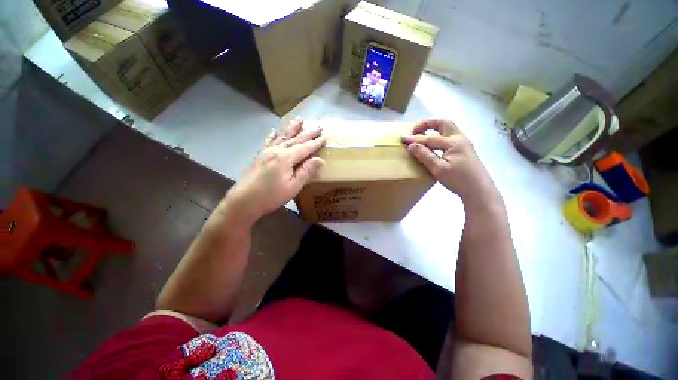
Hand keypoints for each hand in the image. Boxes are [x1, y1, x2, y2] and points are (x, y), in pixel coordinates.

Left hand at [224, 118, 324, 223]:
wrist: (244, 200)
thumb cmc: (271, 196)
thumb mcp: (293, 187)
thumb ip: (306, 172)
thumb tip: (319, 160)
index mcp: (286, 158)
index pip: (304, 148)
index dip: (315, 143)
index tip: (325, 136)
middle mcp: (276, 151)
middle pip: (295, 139)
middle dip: (307, 133)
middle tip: (318, 126)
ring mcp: (266, 152)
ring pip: (282, 137)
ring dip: (291, 128)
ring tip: (299, 119)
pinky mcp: (259, 156)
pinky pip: (267, 142)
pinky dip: (272, 136)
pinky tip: (273, 130)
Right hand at [402, 119, 497, 203]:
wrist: (480, 191)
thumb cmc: (459, 180)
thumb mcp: (438, 169)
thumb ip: (425, 155)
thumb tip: (411, 145)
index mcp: (453, 142)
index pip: (429, 137)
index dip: (415, 138)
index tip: (402, 138)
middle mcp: (459, 138)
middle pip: (442, 122)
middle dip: (427, 124)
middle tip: (414, 131)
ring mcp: (463, 143)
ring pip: (447, 128)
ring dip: (433, 128)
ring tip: (421, 136)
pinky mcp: (464, 149)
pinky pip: (449, 136)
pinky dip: (438, 135)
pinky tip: (432, 145)